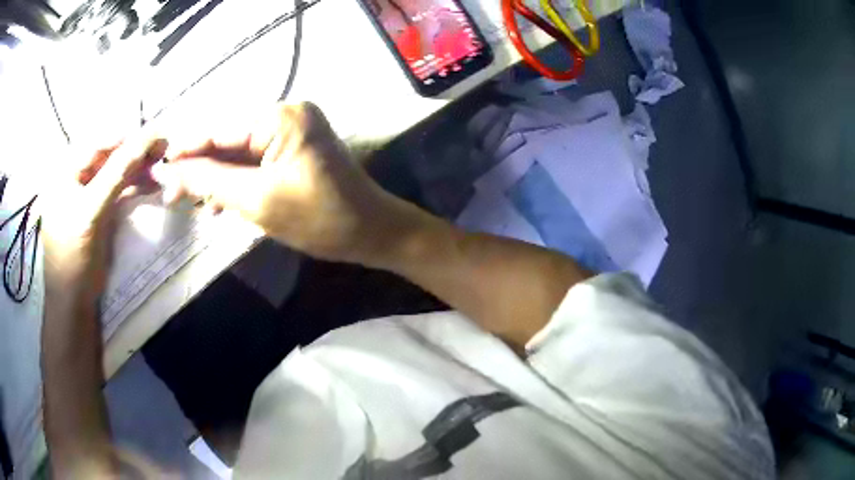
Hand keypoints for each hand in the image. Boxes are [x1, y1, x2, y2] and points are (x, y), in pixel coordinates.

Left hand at [42, 137, 167, 307]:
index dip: (126, 138)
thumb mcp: (91, 212)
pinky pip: (118, 190)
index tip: (156, 134)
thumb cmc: (74, 256)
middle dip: (135, 153)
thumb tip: (147, 137)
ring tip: (160, 167)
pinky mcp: (99, 210)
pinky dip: (134, 186)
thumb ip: (116, 174)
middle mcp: (76, 177)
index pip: (99, 144)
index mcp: (66, 171)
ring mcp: (88, 194)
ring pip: (116, 173)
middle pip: (109, 156)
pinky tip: (151, 184)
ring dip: (138, 170)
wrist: (74, 301)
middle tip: (162, 150)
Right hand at [152, 102, 413, 263]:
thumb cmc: (320, 219)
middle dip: (199, 167)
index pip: (218, 130)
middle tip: (171, 194)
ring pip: (238, 152)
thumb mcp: (257, 202)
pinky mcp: (294, 149)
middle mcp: (286, 113)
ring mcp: (292, 130)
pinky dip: (235, 181)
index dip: (184, 150)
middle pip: (227, 139)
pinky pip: (254, 160)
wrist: (372, 233)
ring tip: (190, 202)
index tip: (157, 171)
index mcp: (280, 117)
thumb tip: (169, 172)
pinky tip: (217, 203)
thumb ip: (210, 182)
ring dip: (215, 177)